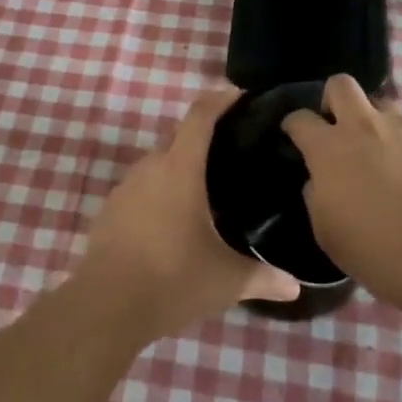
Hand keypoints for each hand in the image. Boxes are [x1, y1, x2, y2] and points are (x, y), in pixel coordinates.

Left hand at [76, 89, 300, 339]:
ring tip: (207, 188)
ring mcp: (126, 187)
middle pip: (179, 138)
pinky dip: (160, 191)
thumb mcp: (225, 280)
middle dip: (204, 138)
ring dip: (180, 167)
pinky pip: (142, 187)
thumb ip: (263, 277)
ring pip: (159, 164)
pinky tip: (174, 219)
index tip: (239, 95)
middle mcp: (151, 167)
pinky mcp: (110, 209)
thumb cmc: (172, 279)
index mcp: (180, 168)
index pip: (200, 116)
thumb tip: (296, 285)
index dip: (220, 100)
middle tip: (233, 153)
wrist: (105, 306)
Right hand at [282, 74, 401, 308]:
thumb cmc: (376, 250)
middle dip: (333, 100)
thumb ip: (317, 195)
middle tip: (339, 129)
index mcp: (330, 148)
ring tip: (384, 155)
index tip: (294, 135)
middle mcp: (365, 127)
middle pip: (341, 85)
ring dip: (377, 124)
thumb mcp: (326, 231)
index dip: (293, 125)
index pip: (300, 118)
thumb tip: (321, 180)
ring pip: (384, 105)